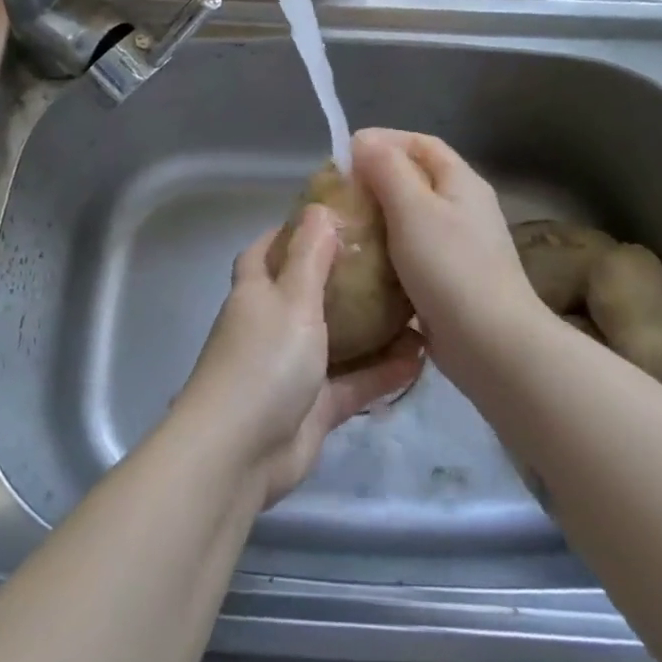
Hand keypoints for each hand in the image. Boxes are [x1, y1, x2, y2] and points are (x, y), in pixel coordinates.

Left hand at [174, 205, 423, 506]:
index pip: (267, 250)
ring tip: (416, 306)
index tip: (332, 216)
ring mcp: (292, 368)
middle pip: (307, 292)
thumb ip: (310, 255)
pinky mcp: (314, 407)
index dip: (292, 231)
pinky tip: (421, 357)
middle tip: (389, 258)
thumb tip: (319, 208)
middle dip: (342, 276)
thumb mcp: (292, 298)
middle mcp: (271, 326)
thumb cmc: (264, 361)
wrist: (241, 453)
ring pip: (337, 339)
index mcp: (256, 292)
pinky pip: (354, 382)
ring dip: (371, 326)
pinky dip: (382, 371)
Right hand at [353, 129, 550, 372]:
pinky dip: (387, 251)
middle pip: (417, 180)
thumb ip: (387, 169)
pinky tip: (361, 263)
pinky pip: (412, 254)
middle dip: (377, 179)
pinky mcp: (449, 280)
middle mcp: (465, 209)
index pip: (422, 144)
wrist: (491, 343)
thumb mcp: (413, 209)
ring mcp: (459, 247)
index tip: (345, 151)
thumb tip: (363, 140)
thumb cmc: (450, 267)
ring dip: (379, 217)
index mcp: (462, 183)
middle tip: (338, 191)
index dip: (385, 140)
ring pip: (412, 219)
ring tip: (343, 224)